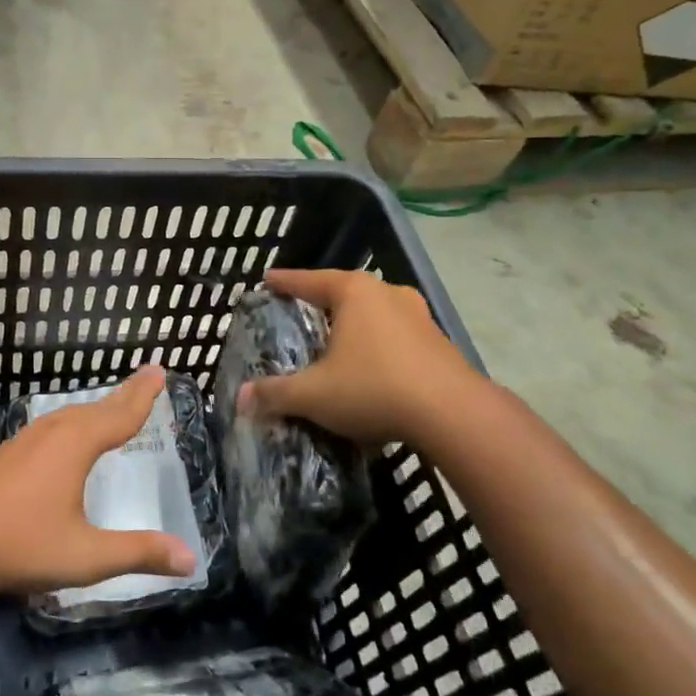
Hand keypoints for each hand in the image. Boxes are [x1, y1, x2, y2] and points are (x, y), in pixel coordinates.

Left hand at [0, 366, 197, 597]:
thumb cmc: (21, 545)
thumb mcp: (86, 556)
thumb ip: (138, 553)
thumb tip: (191, 558)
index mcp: (76, 445)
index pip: (120, 415)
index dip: (143, 395)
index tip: (159, 371)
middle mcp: (53, 432)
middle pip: (97, 408)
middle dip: (124, 394)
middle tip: (147, 376)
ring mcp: (25, 439)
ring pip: (70, 414)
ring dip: (97, 408)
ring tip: (114, 405)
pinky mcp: (6, 452)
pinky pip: (52, 425)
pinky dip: (74, 421)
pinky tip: (67, 435)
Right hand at [237, 269, 481, 446]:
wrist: (454, 415)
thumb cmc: (374, 388)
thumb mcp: (314, 394)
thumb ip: (276, 393)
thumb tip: (241, 398)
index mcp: (354, 293)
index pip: (309, 280)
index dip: (285, 282)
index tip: (267, 279)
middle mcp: (387, 294)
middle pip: (345, 292)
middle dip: (322, 301)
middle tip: (301, 311)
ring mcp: (419, 317)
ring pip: (375, 313)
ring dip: (355, 324)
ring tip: (337, 339)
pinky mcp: (439, 343)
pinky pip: (396, 336)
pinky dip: (378, 345)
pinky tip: (371, 367)